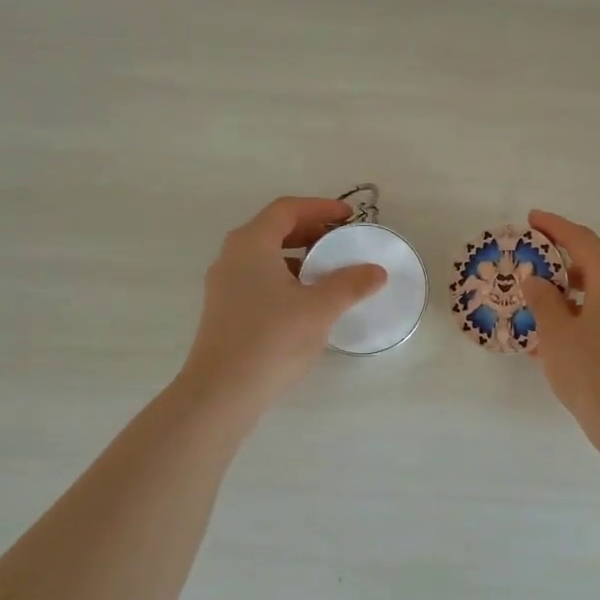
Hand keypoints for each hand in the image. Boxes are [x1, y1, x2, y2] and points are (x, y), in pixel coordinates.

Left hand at [181, 196, 386, 410]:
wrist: (222, 392)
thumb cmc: (272, 339)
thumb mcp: (320, 308)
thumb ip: (351, 284)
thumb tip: (377, 271)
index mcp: (251, 243)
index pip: (287, 209)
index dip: (320, 208)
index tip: (349, 217)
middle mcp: (232, 257)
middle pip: (274, 229)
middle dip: (311, 230)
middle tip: (342, 240)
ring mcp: (224, 285)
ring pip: (266, 256)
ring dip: (298, 256)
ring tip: (328, 271)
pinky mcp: (224, 311)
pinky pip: (258, 279)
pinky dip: (285, 277)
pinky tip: (306, 301)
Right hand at [520, 209, 599, 444]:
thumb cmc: (594, 372)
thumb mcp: (557, 333)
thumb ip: (543, 300)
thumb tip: (536, 278)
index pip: (582, 240)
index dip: (554, 226)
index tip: (531, 219)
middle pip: (593, 264)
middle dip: (559, 261)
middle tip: (528, 263)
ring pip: (597, 295)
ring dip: (566, 294)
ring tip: (534, 303)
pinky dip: (578, 317)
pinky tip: (554, 338)